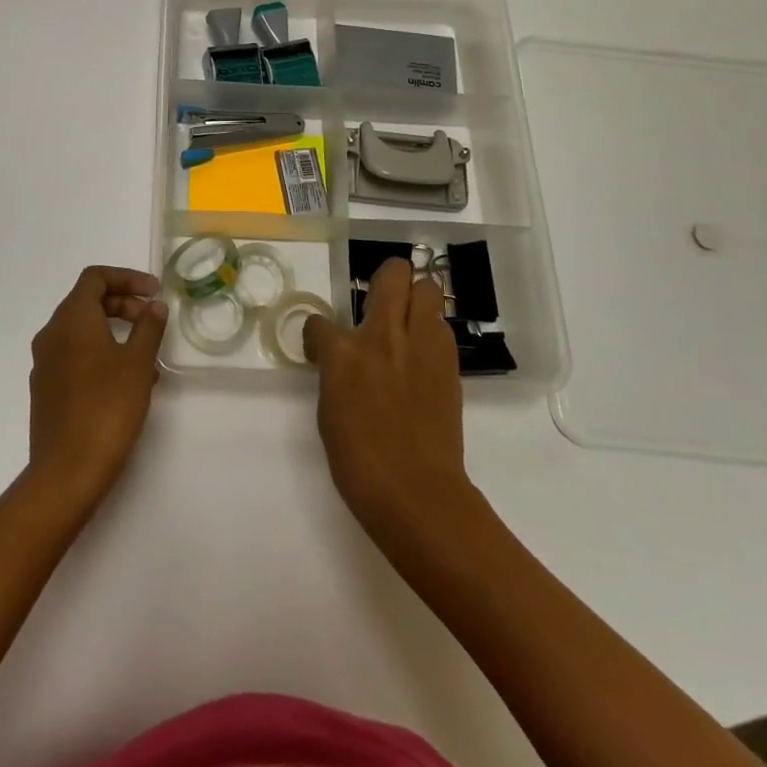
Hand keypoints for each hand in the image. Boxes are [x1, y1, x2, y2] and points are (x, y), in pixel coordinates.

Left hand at [26, 266, 168, 514]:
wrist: (67, 471)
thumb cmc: (106, 407)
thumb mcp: (137, 363)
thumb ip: (148, 328)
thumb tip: (153, 307)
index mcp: (71, 319)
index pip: (95, 278)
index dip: (127, 278)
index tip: (154, 292)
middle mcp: (52, 334)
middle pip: (87, 302)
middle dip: (123, 305)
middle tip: (152, 321)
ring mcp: (45, 363)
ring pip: (82, 332)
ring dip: (115, 333)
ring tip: (147, 357)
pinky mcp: (46, 390)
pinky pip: (76, 357)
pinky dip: (102, 355)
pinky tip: (127, 383)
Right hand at [304, 258, 476, 545]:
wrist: (416, 492)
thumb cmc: (359, 462)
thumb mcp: (329, 411)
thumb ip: (334, 373)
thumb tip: (340, 361)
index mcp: (342, 352)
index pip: (319, 322)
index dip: (318, 335)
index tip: (322, 348)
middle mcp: (382, 335)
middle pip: (392, 274)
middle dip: (386, 279)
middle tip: (380, 301)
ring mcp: (420, 345)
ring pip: (427, 289)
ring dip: (415, 299)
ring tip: (408, 323)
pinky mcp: (448, 362)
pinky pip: (441, 326)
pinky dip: (431, 331)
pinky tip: (423, 355)